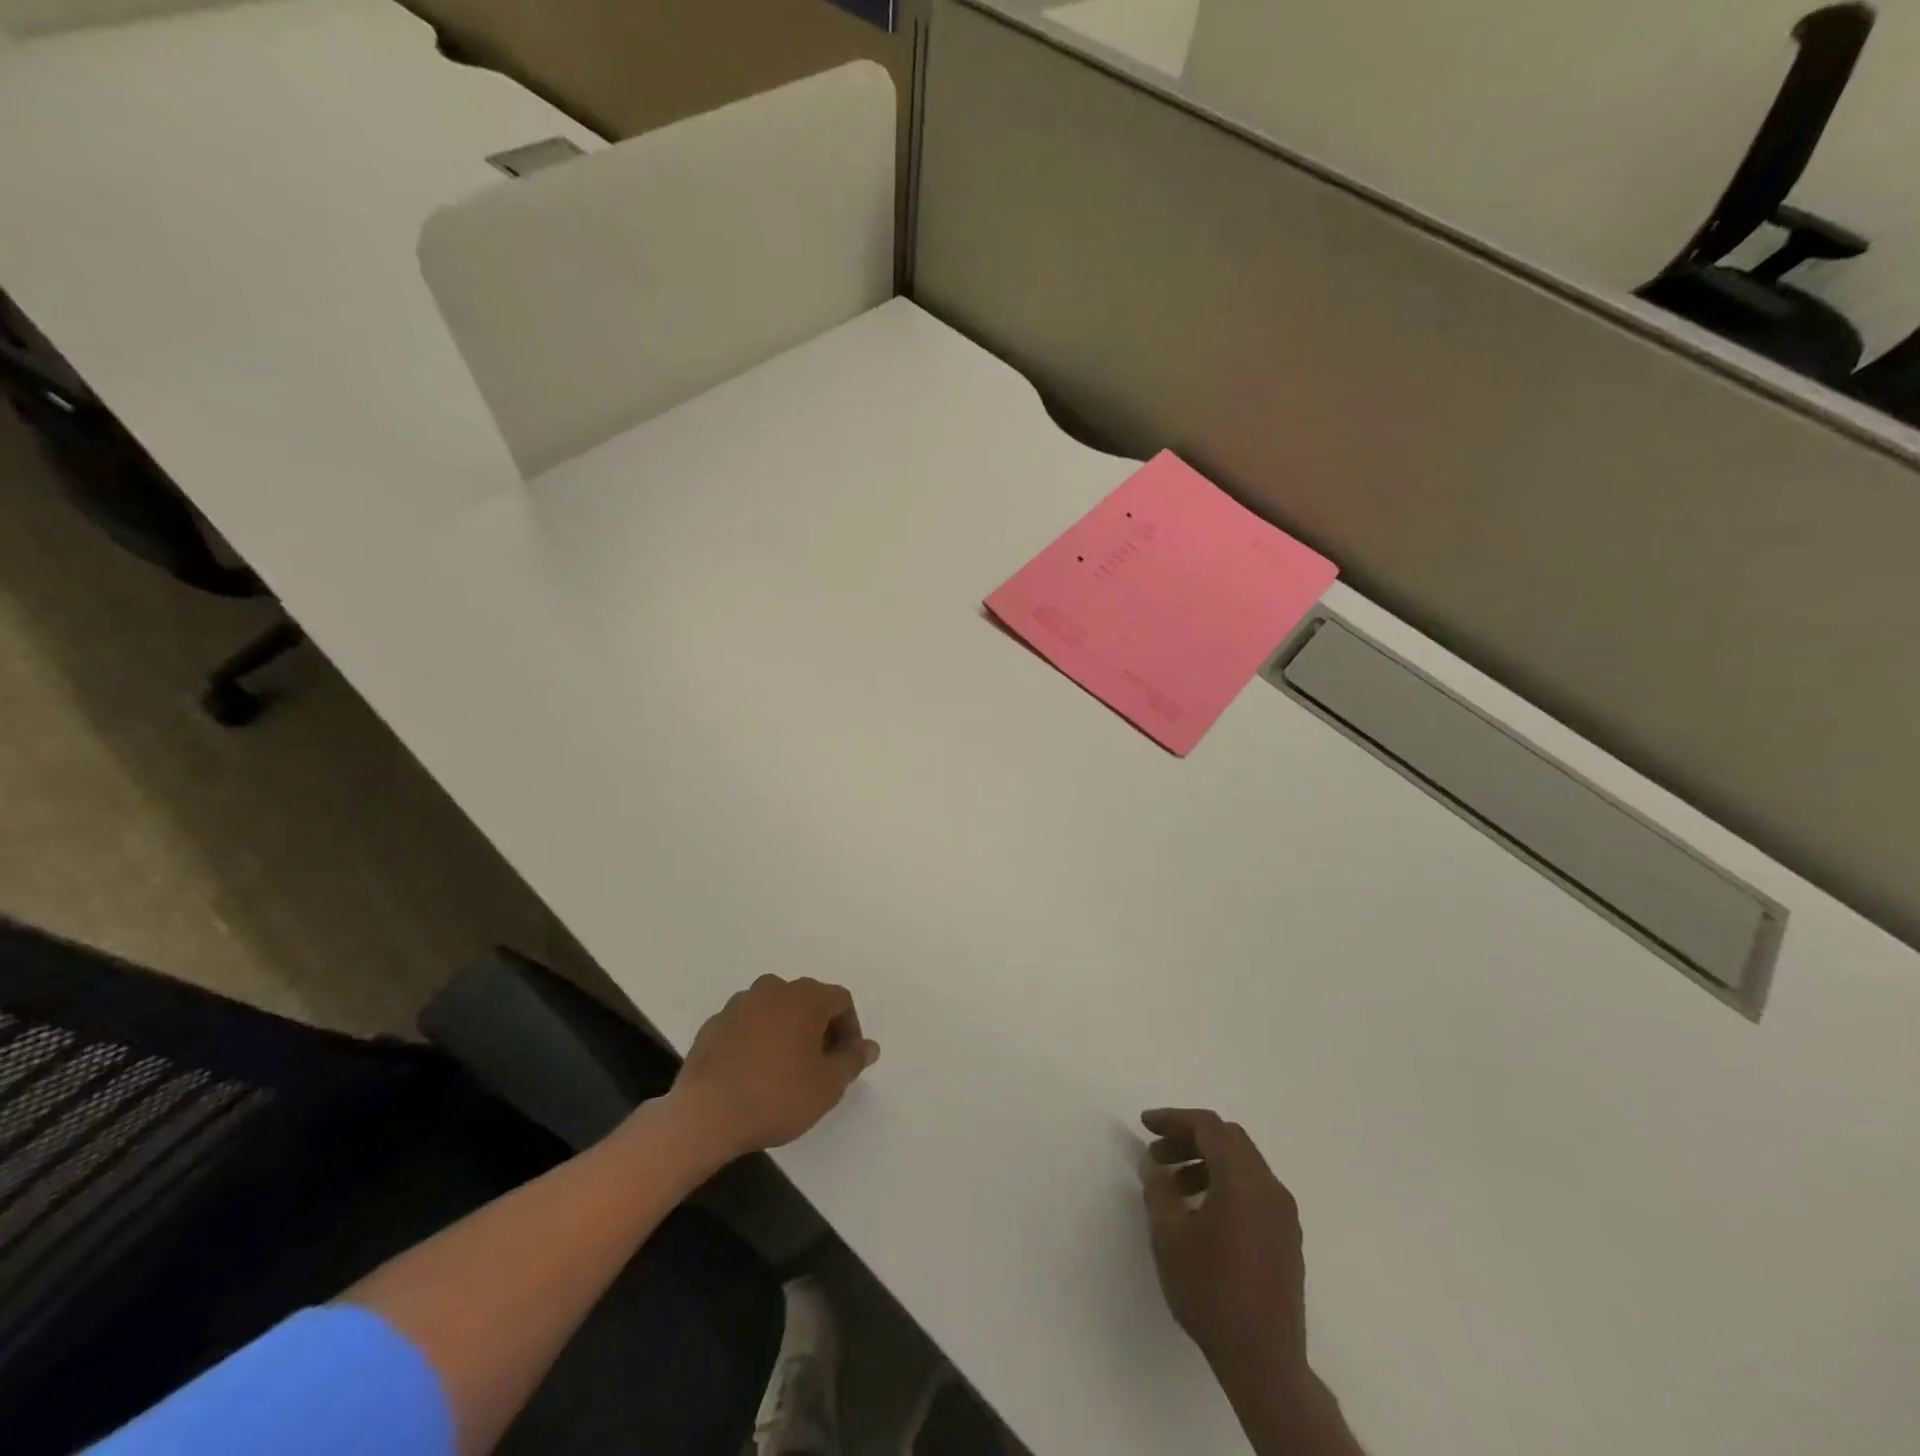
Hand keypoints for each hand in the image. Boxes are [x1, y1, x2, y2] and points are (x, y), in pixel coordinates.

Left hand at [670, 975, 879, 1158]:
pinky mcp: (714, 1024)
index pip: (840, 1000)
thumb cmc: (776, 1096)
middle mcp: (773, 988)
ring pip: (776, 1010)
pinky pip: (749, 1024)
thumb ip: (852, 1060)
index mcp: (805, 997)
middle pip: (808, 1000)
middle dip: (820, 1028)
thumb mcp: (827, 1085)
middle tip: (819, 1066)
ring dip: (788, 1031)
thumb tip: (869, 1046)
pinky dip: (759, 1039)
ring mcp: (740, 1004)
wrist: (704, 1115)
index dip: (850, 1029)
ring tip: (786, 1069)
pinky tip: (754, 1072)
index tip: (844, 1061)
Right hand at [1141, 1108, 1306, 1382]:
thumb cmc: (1211, 1292)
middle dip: (1189, 1138)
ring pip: (1242, 1164)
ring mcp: (1284, 1214)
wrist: (1264, 1363)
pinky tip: (1201, 1211)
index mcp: (1244, 1181)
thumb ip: (1158, 1189)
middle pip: (1229, 1140)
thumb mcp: (1169, 1237)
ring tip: (1173, 1186)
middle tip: (1158, 1154)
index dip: (1174, 1119)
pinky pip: (1254, 1190)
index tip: (1145, 1125)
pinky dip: (1225, 1183)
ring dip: (1206, 1162)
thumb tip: (1154, 1163)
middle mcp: (1270, 1188)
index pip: (1208, 1127)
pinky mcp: (1287, 1238)